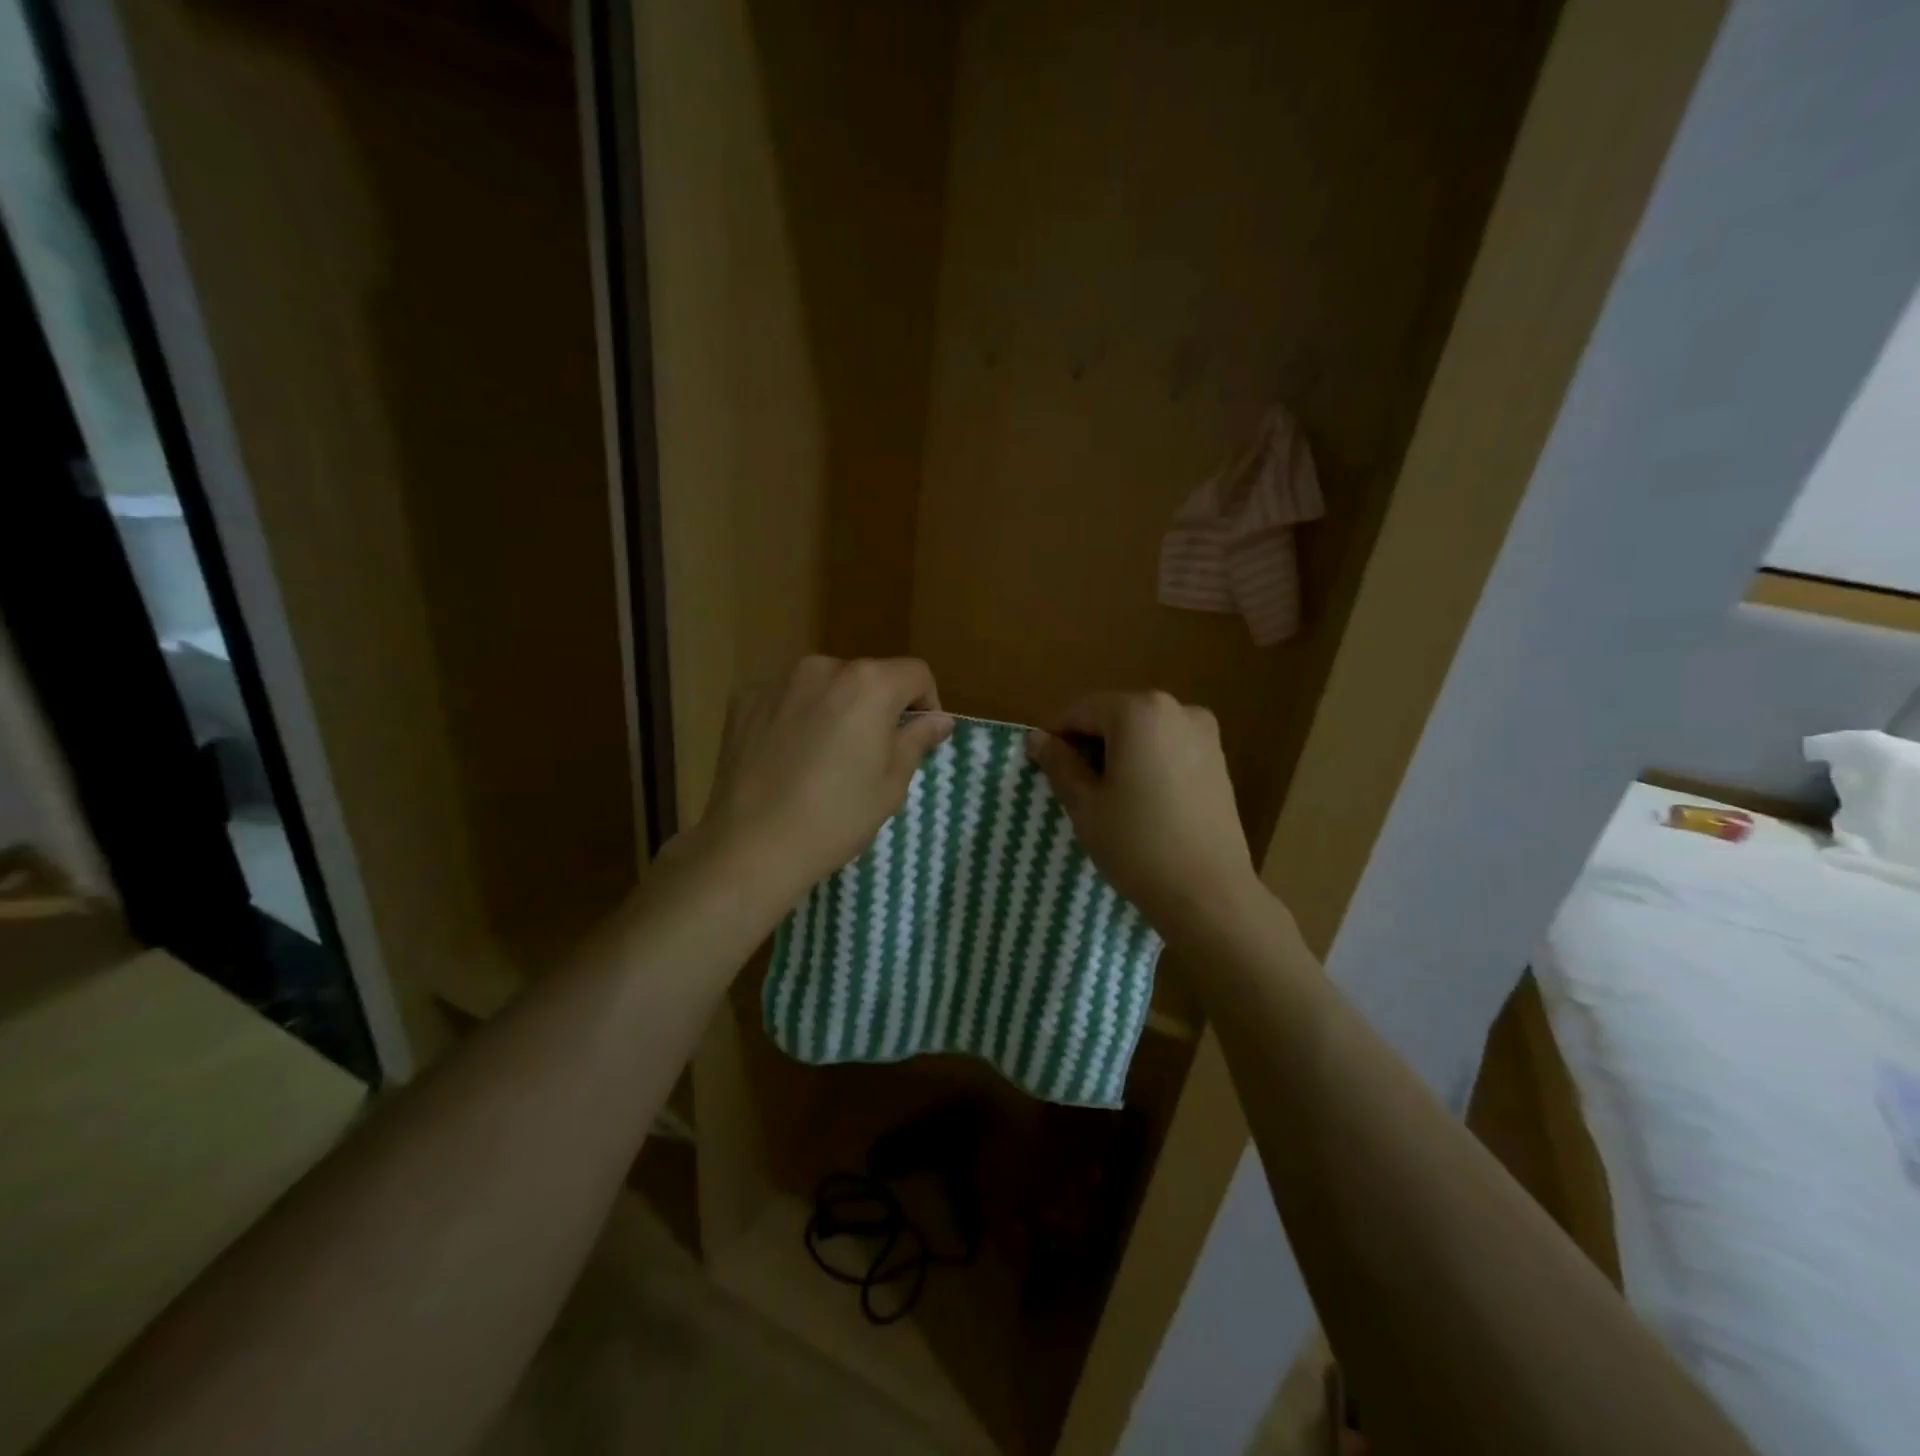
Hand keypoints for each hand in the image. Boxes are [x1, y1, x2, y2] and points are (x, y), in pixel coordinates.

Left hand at [702, 656, 953, 901]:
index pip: (915, 673)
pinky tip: (788, 757)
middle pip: (866, 677)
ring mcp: (778, 681)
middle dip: (877, 706)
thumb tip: (938, 719)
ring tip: (824, 756)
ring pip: (823, 686)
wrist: (753, 845)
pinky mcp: (744, 700)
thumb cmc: (837, 816)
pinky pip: (785, 699)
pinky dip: (795, 717)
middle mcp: (823, 668)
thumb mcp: (892, 783)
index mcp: (869, 684)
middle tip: (870, 753)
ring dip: (835, 709)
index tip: (918, 736)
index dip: (926, 702)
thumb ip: (917, 739)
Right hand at [1026, 692, 1260, 938]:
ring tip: (1102, 795)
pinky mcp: (1218, 761)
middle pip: (1114, 717)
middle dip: (1087, 744)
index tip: (1037, 764)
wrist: (1209, 893)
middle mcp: (1176, 709)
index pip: (1081, 711)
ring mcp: (1204, 734)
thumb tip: (1037, 739)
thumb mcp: (1085, 804)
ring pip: (1142, 733)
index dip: (1054, 735)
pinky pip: (1167, 748)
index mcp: (1139, 712)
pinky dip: (1145, 762)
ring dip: (1116, 753)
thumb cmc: (1137, 844)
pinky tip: (1138, 800)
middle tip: (1068, 783)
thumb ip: (1059, 763)